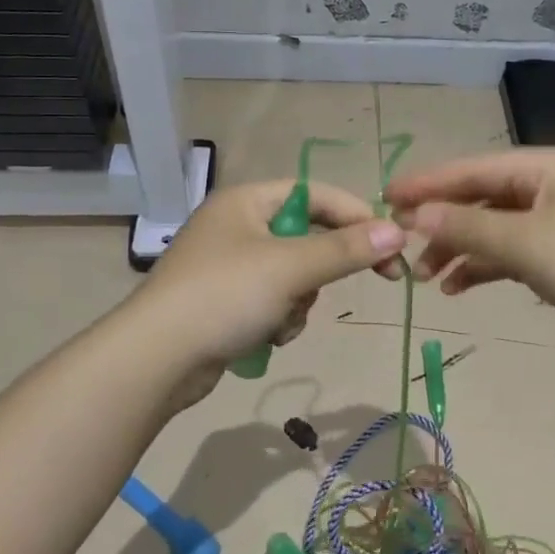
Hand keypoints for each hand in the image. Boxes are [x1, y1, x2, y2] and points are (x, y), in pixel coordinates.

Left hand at [129, 179, 405, 409]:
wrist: (157, 360)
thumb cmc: (224, 296)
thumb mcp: (291, 268)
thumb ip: (345, 248)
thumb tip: (397, 231)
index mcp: (246, 201)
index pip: (316, 194)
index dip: (357, 215)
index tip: (392, 245)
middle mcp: (237, 225)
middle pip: (307, 236)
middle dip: (323, 269)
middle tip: (373, 280)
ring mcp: (229, 266)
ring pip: (294, 276)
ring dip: (299, 301)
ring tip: (281, 320)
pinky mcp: (225, 302)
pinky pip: (273, 301)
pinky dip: (279, 319)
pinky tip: (265, 337)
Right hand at [385, 148, 554, 365]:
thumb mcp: (526, 241)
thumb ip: (467, 225)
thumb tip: (416, 215)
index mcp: (547, 166)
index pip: (473, 168)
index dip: (428, 183)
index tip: (385, 197)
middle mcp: (553, 186)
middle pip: (482, 196)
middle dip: (443, 221)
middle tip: (403, 244)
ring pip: (495, 227)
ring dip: (461, 248)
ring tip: (426, 276)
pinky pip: (514, 253)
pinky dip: (486, 266)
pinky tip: (460, 287)